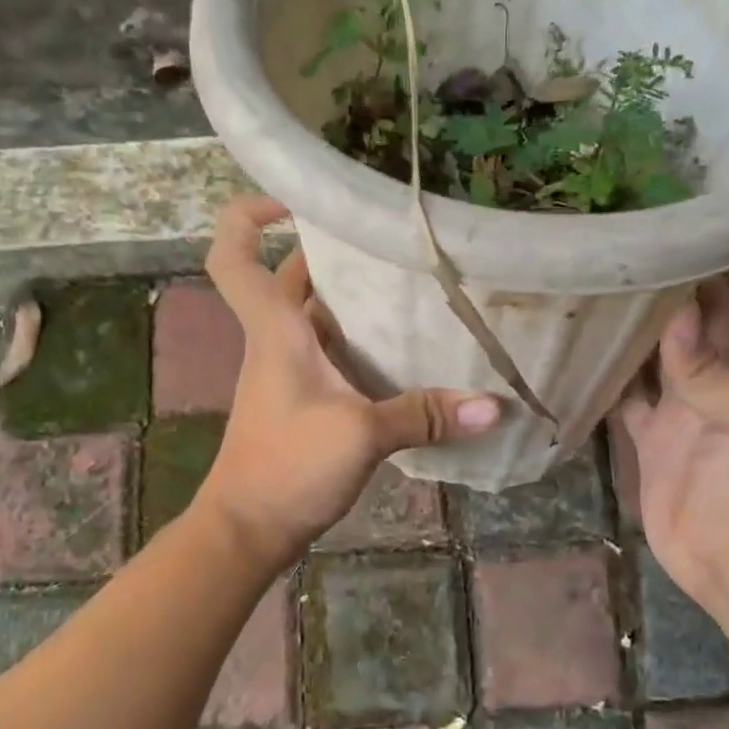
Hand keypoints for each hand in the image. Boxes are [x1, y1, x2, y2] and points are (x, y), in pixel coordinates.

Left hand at [194, 196, 502, 564]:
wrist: (248, 529)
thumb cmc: (287, 467)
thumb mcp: (361, 435)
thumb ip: (424, 415)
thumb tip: (494, 406)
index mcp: (275, 330)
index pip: (234, 255)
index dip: (249, 216)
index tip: (295, 199)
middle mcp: (277, 341)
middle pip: (292, 278)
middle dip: (332, 252)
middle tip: (390, 242)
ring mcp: (289, 373)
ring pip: (317, 317)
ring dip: (352, 299)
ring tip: (410, 286)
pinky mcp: (303, 401)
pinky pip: (332, 354)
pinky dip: (360, 344)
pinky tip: (405, 351)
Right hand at [619, 253, 728, 610]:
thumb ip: (714, 368)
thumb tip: (674, 312)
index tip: (696, 223)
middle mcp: (726, 371)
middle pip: (710, 307)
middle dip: (681, 275)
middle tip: (628, 243)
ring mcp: (686, 403)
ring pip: (662, 346)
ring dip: (638, 320)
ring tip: (595, 284)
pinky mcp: (653, 435)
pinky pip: (626, 394)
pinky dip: (607, 374)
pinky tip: (575, 351)